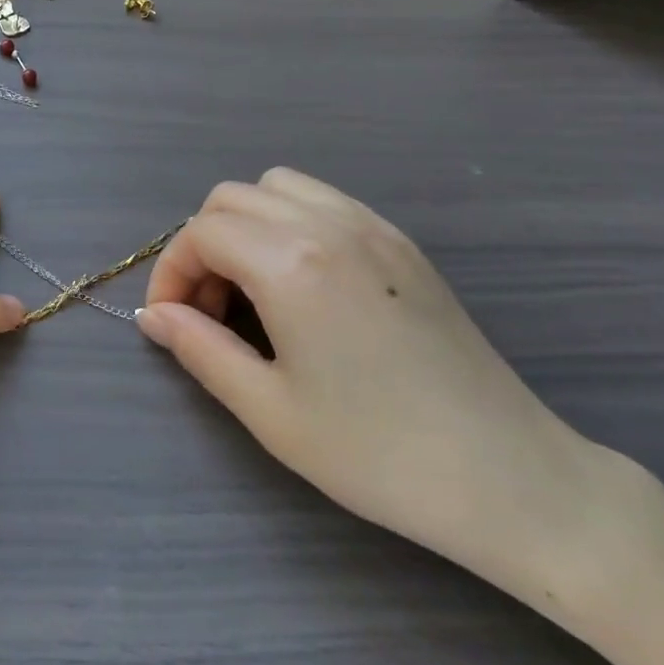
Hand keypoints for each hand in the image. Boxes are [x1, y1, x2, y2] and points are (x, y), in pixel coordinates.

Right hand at [139, 168, 603, 586]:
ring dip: (246, 225)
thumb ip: (200, 349)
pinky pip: (325, 200)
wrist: (508, 477)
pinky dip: (291, 222)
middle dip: (203, 246)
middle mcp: (328, 224)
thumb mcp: (269, 410)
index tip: (172, 322)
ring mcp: (372, 227)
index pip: (201, 233)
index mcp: (291, 263)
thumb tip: (155, 316)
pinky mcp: (402, 242)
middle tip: (210, 311)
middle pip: (231, 198)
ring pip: (278, 187)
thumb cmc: (377, 452)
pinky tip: (303, 283)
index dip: (171, 273)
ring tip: (253, 289)